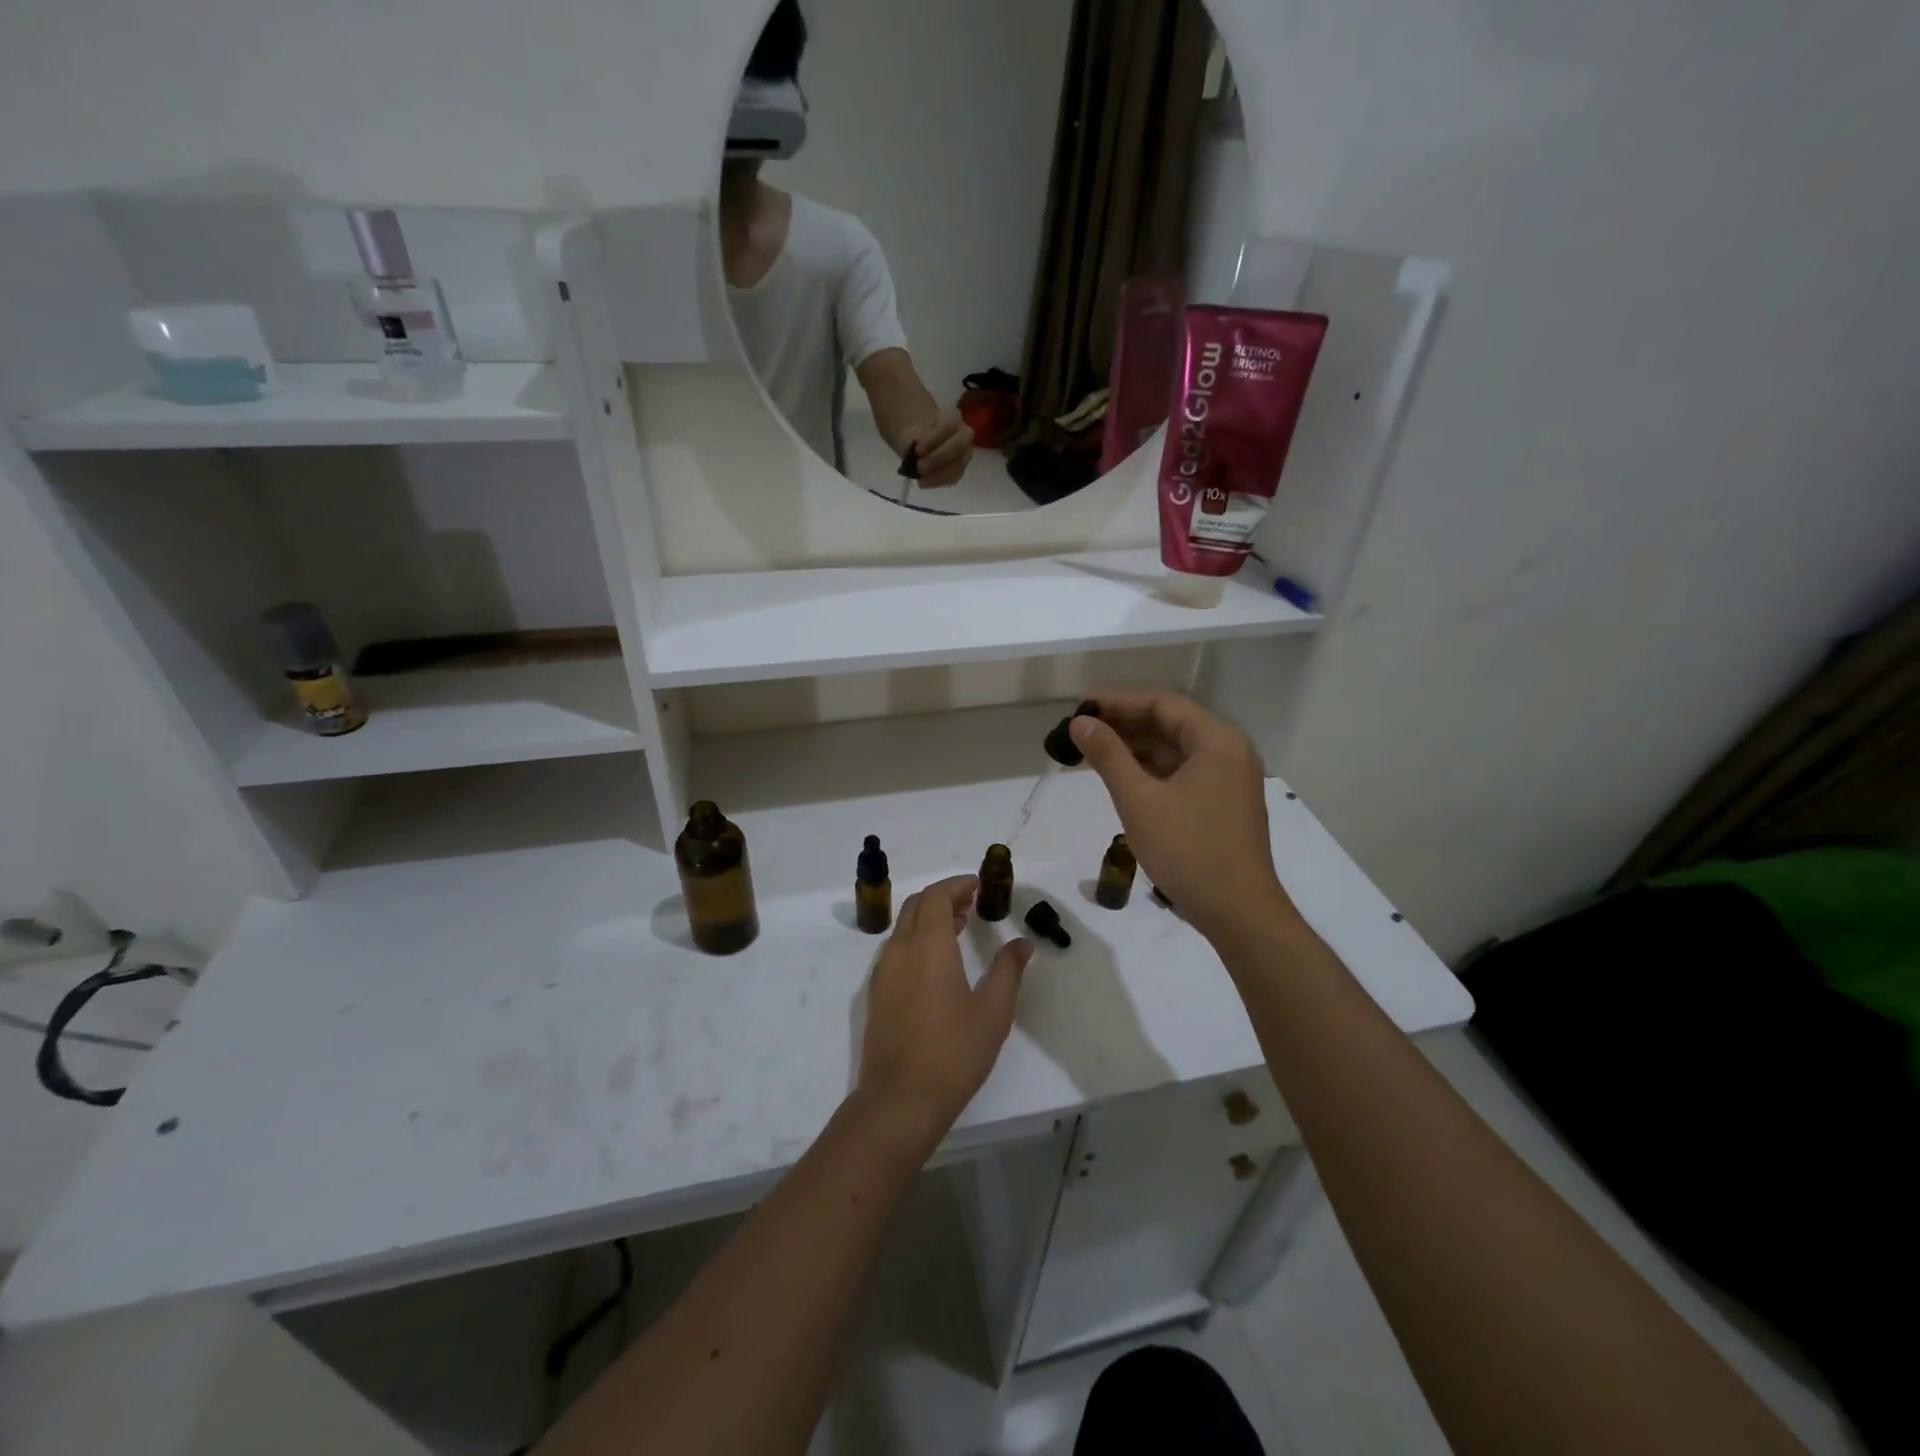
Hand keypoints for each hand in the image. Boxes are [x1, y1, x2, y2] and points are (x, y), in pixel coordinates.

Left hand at [855, 876, 1031, 1144]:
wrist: (899, 1100)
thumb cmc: (954, 1053)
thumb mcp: (993, 1012)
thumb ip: (1008, 970)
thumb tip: (1022, 943)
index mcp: (929, 946)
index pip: (937, 896)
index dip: (957, 885)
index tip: (979, 886)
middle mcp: (900, 950)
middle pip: (917, 905)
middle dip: (943, 896)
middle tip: (972, 903)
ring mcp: (883, 972)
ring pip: (903, 926)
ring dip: (929, 917)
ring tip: (959, 928)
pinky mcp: (877, 993)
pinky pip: (896, 948)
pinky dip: (916, 938)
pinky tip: (937, 962)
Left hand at [906, 410, 972, 486]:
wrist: (921, 441)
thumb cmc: (918, 433)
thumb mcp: (911, 430)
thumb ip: (912, 438)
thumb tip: (911, 451)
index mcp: (953, 418)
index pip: (949, 425)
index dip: (934, 439)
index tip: (917, 449)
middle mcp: (964, 436)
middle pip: (959, 446)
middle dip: (938, 458)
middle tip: (920, 466)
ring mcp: (965, 454)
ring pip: (958, 465)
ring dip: (938, 473)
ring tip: (920, 476)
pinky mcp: (960, 470)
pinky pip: (952, 478)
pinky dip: (936, 481)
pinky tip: (923, 482)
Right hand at [1070, 692, 1290, 942]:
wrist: (1238, 913)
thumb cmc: (1188, 851)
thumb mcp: (1140, 800)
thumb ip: (1109, 755)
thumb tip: (1081, 722)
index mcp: (1217, 741)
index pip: (1162, 703)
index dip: (1118, 702)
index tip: (1080, 708)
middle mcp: (1228, 751)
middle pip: (1170, 724)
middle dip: (1124, 724)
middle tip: (1080, 730)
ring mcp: (1227, 779)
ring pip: (1174, 750)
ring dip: (1135, 748)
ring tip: (1091, 752)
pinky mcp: (1221, 804)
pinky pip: (1181, 773)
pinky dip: (1150, 771)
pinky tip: (1120, 777)